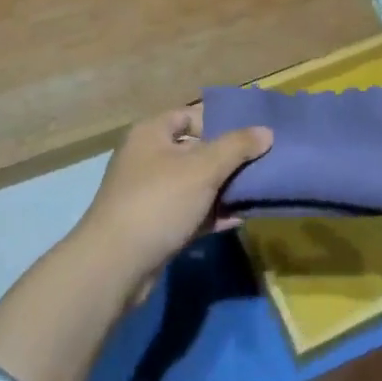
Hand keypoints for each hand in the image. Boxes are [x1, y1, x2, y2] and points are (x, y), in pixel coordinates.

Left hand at [73, 106, 272, 293]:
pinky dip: (212, 214)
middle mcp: (147, 158)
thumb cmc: (159, 201)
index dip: (219, 121)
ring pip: (194, 184)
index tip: (251, 134)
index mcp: (152, 133)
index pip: (190, 115)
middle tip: (261, 163)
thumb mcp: (203, 168)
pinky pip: (190, 212)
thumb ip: (237, 147)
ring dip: (223, 188)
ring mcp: (150, 194)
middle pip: (195, 150)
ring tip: (257, 190)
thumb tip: (266, 132)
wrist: (115, 266)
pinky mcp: (154, 227)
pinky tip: (240, 218)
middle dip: (227, 158)